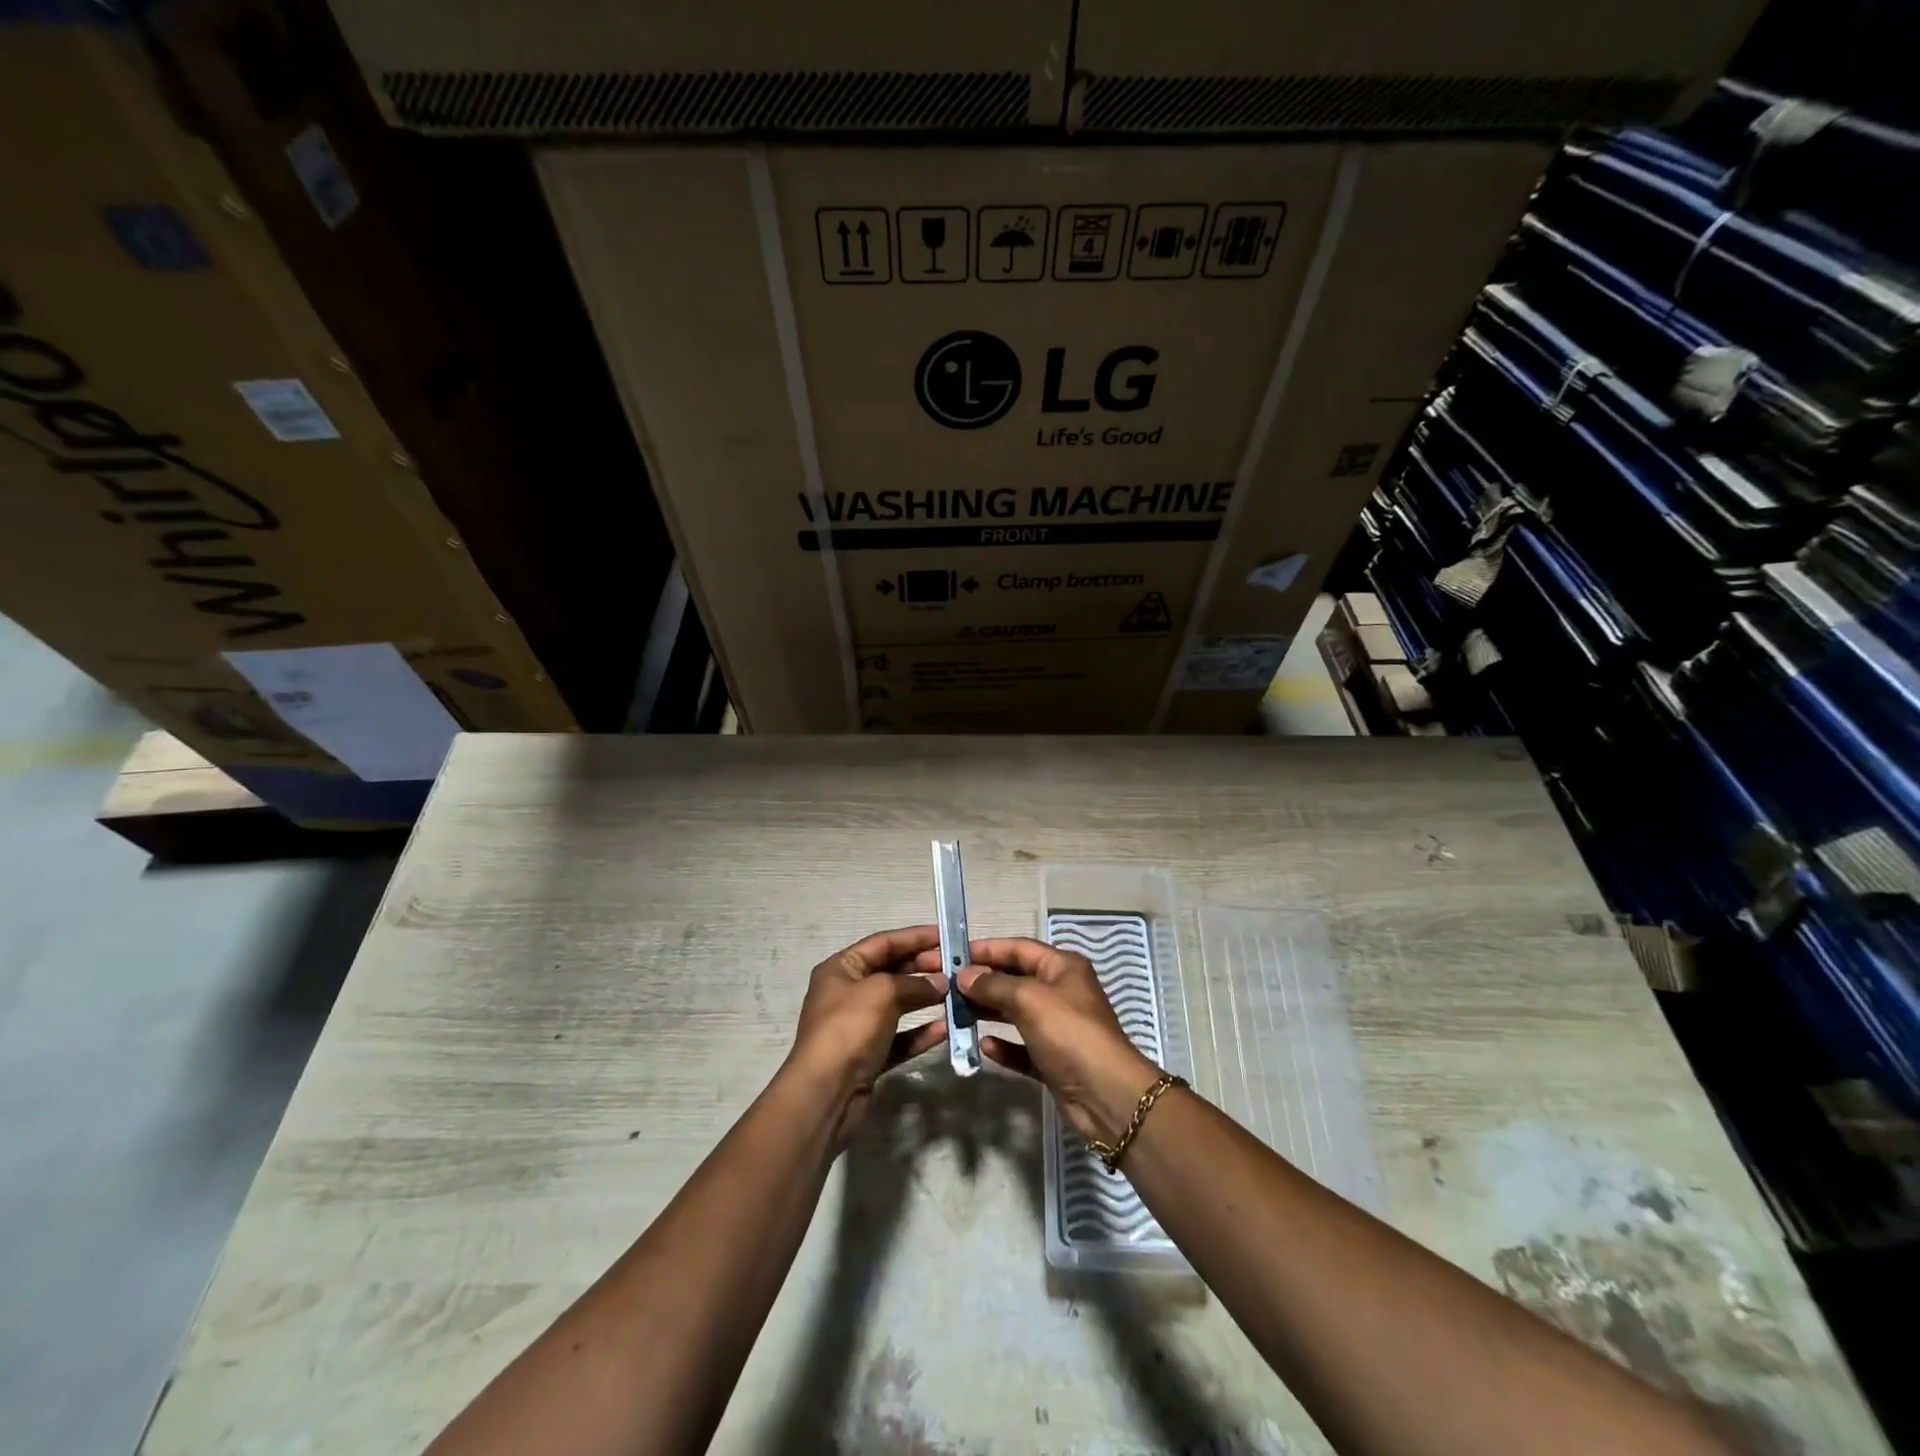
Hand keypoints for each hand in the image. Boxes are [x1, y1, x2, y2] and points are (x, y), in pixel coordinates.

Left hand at [788, 926, 948, 1143]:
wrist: (826, 1092)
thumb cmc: (849, 1028)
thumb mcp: (882, 992)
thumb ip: (914, 983)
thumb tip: (940, 983)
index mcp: (841, 969)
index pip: (883, 943)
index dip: (914, 937)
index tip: (945, 935)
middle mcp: (847, 993)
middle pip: (891, 972)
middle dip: (923, 968)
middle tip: (956, 967)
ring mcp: (858, 1026)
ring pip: (898, 1005)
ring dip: (925, 999)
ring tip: (956, 994)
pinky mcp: (869, 1055)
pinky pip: (899, 1037)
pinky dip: (920, 1032)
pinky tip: (945, 1029)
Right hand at [914, 936, 1158, 1144]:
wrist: (1105, 1095)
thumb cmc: (1069, 1033)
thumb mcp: (1029, 1000)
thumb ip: (994, 985)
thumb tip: (964, 976)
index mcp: (1062, 967)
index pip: (1018, 948)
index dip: (986, 950)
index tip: (952, 955)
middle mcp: (1061, 992)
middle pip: (1014, 979)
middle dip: (983, 982)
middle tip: (947, 987)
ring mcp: (1058, 1027)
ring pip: (1015, 1013)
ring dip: (988, 1012)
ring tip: (955, 1013)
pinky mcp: (1053, 1060)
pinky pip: (1021, 1047)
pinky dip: (1003, 1045)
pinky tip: (983, 1047)